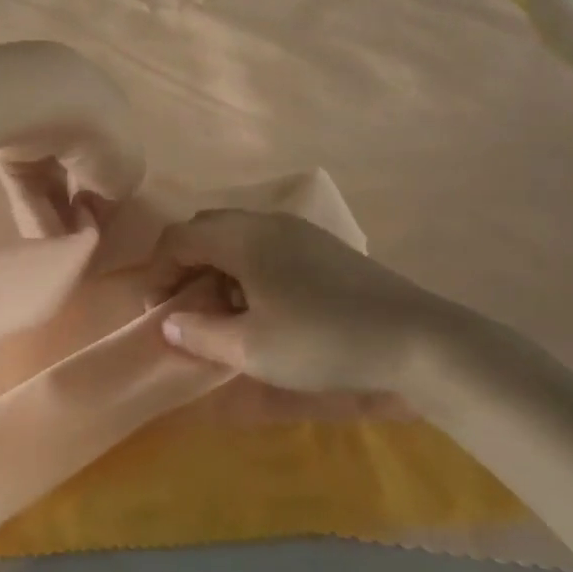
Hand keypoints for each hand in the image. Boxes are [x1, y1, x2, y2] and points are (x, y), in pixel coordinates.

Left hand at [0, 43, 144, 236]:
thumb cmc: (102, 139)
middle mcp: (75, 119)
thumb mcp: (128, 175)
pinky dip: (33, 214)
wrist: (45, 108)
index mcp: (112, 117)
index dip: (109, 195)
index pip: (110, 160)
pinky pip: (25, 188)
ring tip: (59, 253)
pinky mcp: (6, 149)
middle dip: (79, 210)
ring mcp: (38, 133)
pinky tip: (40, 244)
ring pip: (50, 185)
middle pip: (78, 173)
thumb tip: (96, 206)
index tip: (104, 225)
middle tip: (79, 245)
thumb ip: (116, 193)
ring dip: (56, 220)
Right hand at [144, 210, 515, 410]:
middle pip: (207, 229)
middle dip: (185, 265)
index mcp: (245, 237)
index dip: (157, 271)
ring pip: (239, 237)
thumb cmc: (323, 342)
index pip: (180, 237)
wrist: (416, 340)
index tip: (156, 311)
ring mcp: (300, 232)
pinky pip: (267, 246)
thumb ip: (200, 334)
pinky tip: (263, 307)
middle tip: (184, 307)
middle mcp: (269, 223)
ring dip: (217, 268)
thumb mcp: (252, 348)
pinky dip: (247, 270)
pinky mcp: (324, 249)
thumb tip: (169, 323)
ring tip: (222, 312)